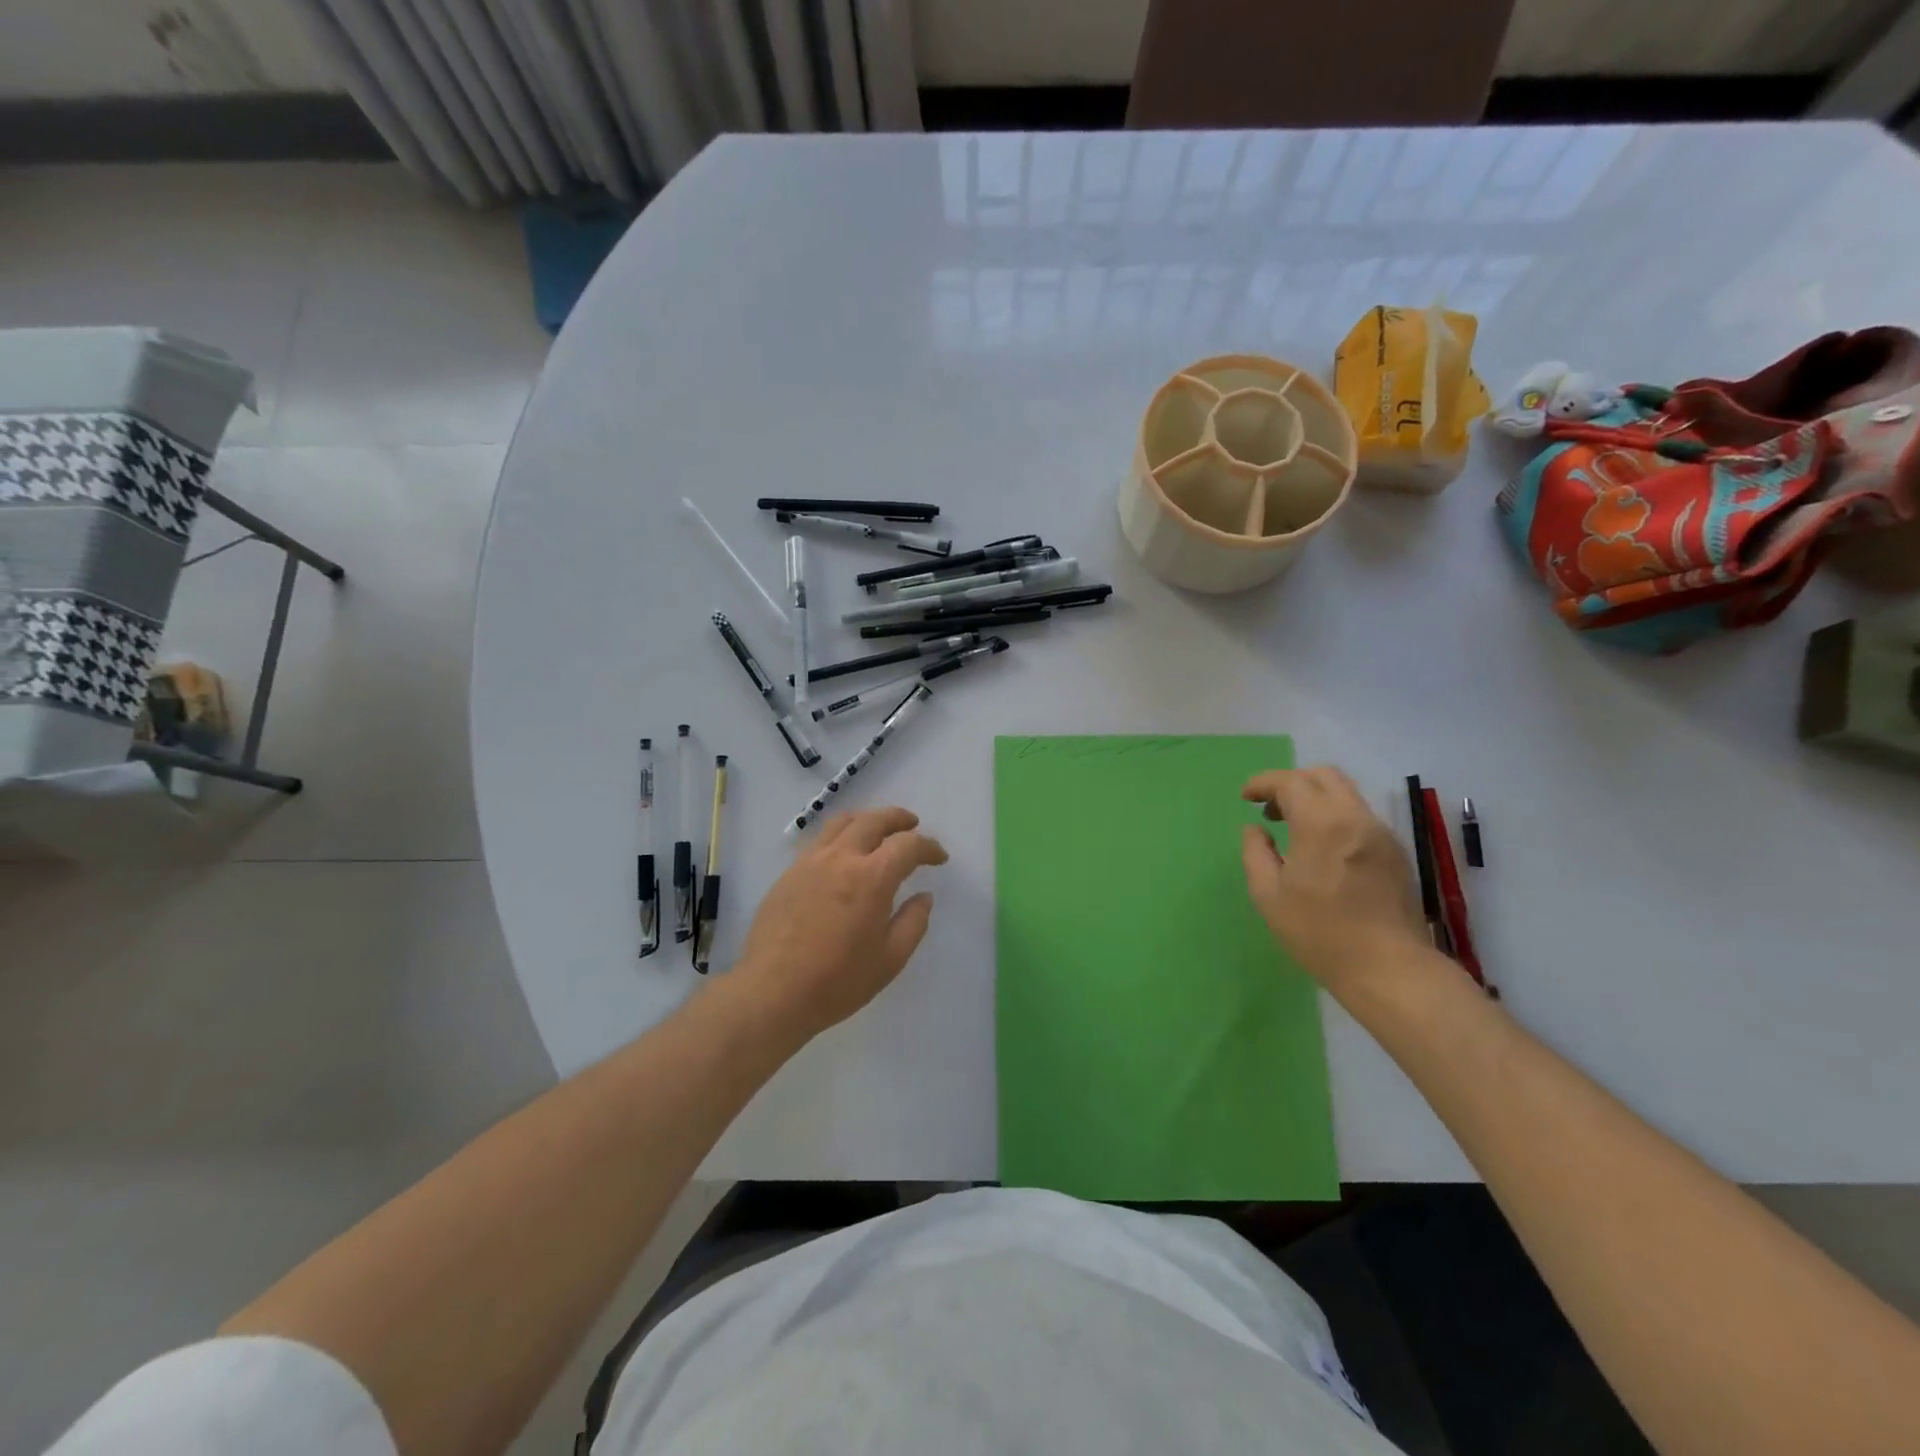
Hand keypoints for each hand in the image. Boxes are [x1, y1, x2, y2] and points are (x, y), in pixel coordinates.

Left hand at [731, 807, 947, 1040]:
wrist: (773, 992)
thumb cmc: (838, 981)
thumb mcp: (890, 959)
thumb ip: (913, 922)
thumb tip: (923, 897)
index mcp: (872, 877)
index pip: (908, 845)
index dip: (929, 847)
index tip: (939, 858)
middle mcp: (841, 858)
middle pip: (874, 820)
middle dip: (898, 819)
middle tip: (912, 825)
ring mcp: (810, 862)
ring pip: (842, 823)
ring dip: (867, 819)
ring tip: (877, 829)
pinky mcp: (789, 873)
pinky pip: (820, 841)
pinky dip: (840, 836)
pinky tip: (843, 855)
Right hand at [1239, 765, 1432, 995]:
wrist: (1389, 969)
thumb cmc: (1320, 933)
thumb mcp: (1269, 896)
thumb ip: (1256, 853)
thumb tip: (1255, 830)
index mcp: (1322, 825)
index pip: (1290, 782)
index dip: (1263, 783)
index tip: (1245, 797)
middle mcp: (1356, 818)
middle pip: (1323, 776)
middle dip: (1291, 782)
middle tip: (1270, 808)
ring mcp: (1381, 833)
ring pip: (1345, 793)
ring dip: (1314, 798)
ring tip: (1293, 828)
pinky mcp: (1394, 851)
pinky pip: (1359, 816)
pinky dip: (1334, 816)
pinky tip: (1322, 848)